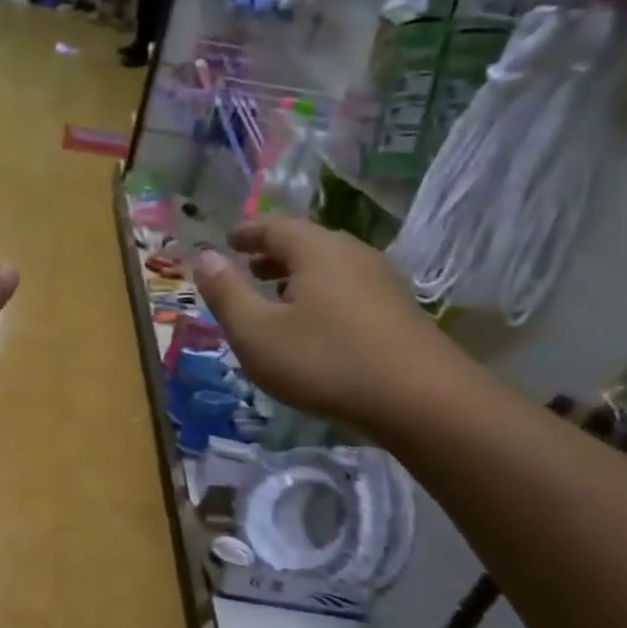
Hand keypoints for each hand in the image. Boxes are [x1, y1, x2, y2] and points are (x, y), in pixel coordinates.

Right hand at [193, 216, 470, 434]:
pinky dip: (320, 294)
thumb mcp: (256, 332)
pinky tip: (313, 325)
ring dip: (297, 275)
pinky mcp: (397, 310)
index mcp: (315, 251)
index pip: (274, 226)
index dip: (246, 233)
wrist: (422, 401)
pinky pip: (347, 288)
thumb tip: (204, 257)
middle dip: (272, 253)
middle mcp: (351, 255)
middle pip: (306, 242)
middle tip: (247, 268)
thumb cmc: (324, 361)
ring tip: (275, 296)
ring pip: (329, 266)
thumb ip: (226, 293)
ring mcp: (380, 281)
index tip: (227, 241)